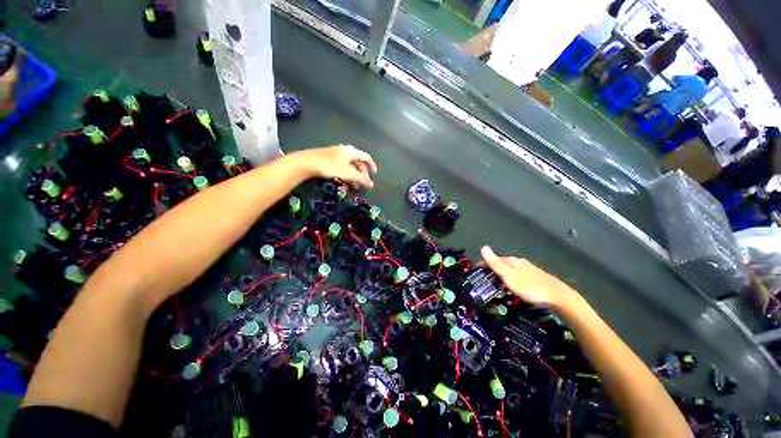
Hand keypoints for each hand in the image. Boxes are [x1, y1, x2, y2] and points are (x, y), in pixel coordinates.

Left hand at [293, 144, 377, 187]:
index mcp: (351, 151)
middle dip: (362, 173)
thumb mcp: (348, 174)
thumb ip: (361, 179)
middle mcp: (345, 150)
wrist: (307, 162)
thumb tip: (371, 185)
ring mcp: (336, 153)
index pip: (366, 157)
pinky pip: (342, 165)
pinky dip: (346, 172)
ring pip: (349, 164)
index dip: (372, 165)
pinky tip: (344, 179)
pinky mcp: (328, 157)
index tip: (374, 174)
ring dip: (354, 174)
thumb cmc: (330, 166)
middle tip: (363, 183)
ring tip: (353, 185)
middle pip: (358, 161)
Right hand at [480, 246, 577, 308]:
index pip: (493, 259)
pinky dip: (511, 277)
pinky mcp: (536, 277)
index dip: (483, 263)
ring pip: (510, 269)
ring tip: (495, 281)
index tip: (474, 269)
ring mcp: (529, 269)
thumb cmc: (531, 288)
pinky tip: (513, 284)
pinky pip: (518, 274)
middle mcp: (520, 262)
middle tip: (483, 277)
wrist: (559, 297)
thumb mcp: (509, 276)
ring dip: (501, 273)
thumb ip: (496, 263)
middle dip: (491, 267)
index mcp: (512, 261)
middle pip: (502, 263)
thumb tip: (483, 247)